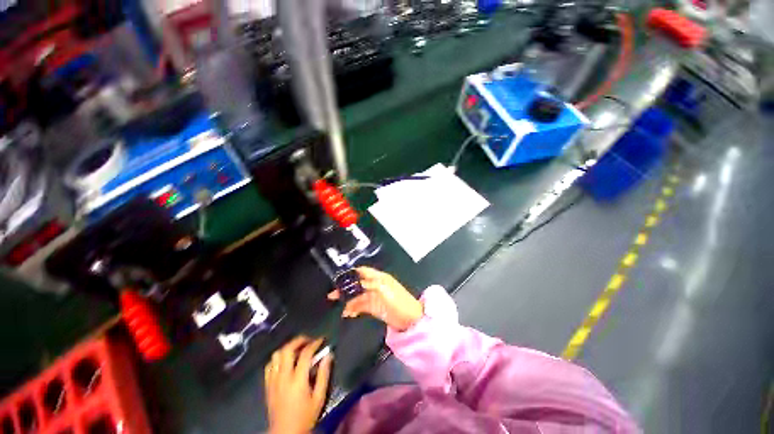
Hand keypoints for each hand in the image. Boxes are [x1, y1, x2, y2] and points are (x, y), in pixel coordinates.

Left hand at [264, 336, 332, 433]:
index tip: (321, 340)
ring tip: (297, 349)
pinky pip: (269, 365)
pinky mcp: (267, 385)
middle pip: (287, 349)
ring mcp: (273, 381)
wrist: (285, 433)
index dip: (314, 343)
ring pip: (276, 355)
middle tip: (308, 340)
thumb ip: (324, 374)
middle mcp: (283, 377)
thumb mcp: (319, 397)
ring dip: (288, 348)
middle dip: (299, 340)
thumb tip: (328, 355)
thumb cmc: (305, 416)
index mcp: (297, 380)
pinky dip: (277, 359)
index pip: (305, 354)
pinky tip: (285, 361)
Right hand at [328, 267, 422, 331]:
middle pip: (358, 284)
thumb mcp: (385, 291)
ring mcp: (374, 296)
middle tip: (333, 294)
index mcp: (379, 278)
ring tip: (340, 308)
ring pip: (358, 296)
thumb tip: (357, 283)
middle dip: (346, 288)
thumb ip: (370, 285)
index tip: (340, 278)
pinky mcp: (374, 307)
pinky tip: (348, 313)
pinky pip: (361, 306)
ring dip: (349, 301)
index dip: (352, 273)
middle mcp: (375, 285)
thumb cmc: (399, 302)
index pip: (363, 271)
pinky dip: (354, 309)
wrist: (410, 320)